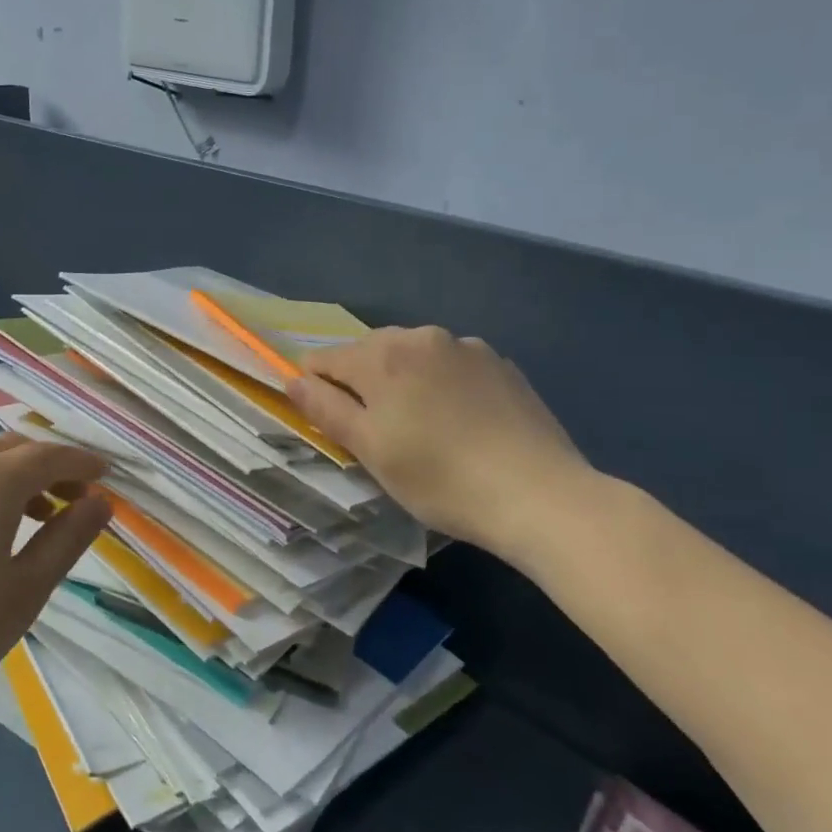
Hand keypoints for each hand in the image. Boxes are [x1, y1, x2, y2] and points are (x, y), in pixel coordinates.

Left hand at [0, 434, 110, 726]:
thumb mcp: (25, 590)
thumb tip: (100, 503)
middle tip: (76, 494)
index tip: (107, 475)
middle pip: (14, 448)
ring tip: (36, 515)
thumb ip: (67, 540)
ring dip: (15, 475)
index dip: (83, 462)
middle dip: (50, 463)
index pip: (50, 455)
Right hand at [288, 327, 597, 566]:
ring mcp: (468, 347)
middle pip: (370, 353)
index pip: (325, 359)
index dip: (317, 388)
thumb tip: (292, 379)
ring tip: (422, 428)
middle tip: (378, 433)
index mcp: (383, 355)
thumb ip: (326, 408)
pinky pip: (452, 366)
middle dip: (363, 384)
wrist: (540, 495)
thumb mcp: (371, 449)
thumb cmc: (440, 478)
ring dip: (404, 382)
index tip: (333, 424)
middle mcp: (423, 337)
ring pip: (414, 357)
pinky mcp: (502, 365)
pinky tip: (461, 423)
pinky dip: (442, 385)